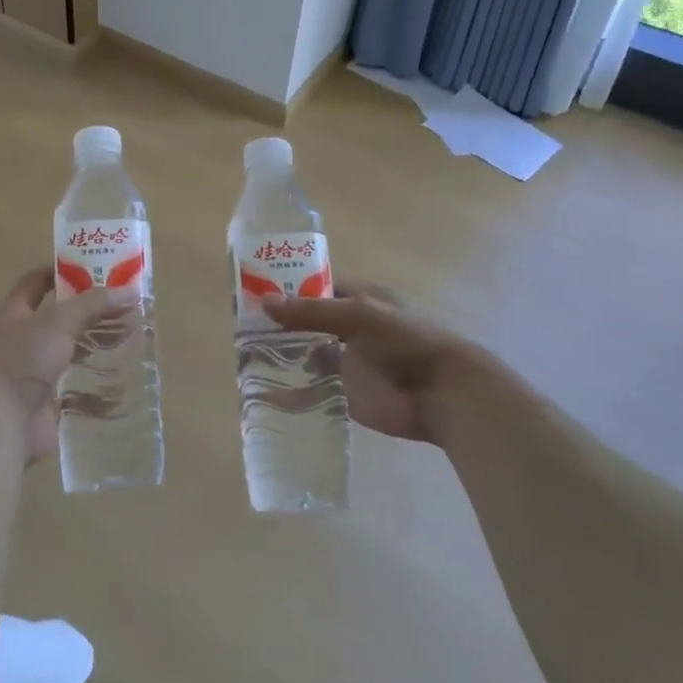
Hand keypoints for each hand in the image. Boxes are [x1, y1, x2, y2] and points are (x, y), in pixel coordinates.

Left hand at [0, 267, 137, 463]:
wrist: (0, 422)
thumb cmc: (22, 359)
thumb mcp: (60, 321)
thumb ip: (94, 304)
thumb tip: (131, 290)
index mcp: (11, 313)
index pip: (35, 282)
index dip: (61, 272)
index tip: (94, 268)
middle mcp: (17, 341)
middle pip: (56, 319)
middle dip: (88, 313)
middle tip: (123, 306)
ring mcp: (30, 374)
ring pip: (67, 354)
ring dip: (93, 348)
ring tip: (128, 340)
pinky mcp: (43, 404)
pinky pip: (74, 391)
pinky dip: (95, 389)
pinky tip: (121, 383)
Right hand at [263, 281, 492, 446]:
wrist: (444, 395)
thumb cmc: (409, 342)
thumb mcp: (362, 316)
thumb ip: (314, 311)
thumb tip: (265, 301)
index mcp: (357, 299)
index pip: (314, 286)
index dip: (286, 286)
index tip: (250, 289)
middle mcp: (347, 328)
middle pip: (304, 321)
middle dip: (276, 323)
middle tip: (238, 325)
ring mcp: (344, 361)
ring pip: (303, 353)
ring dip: (278, 354)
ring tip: (240, 355)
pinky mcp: (343, 393)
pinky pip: (309, 388)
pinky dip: (288, 387)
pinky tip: (260, 388)